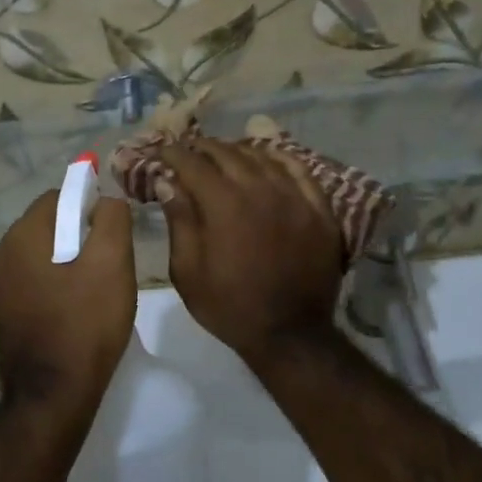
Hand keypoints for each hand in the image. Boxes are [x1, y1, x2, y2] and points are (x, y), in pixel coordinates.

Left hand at [0, 190, 135, 420]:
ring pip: (38, 256)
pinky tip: (72, 311)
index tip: (111, 236)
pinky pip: (30, 283)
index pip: (57, 197)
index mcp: (20, 237)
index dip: (88, 207)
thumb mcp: (112, 263)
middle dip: (77, 236)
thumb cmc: (86, 324)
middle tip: (107, 266)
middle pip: (46, 226)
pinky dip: (52, 286)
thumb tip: (105, 199)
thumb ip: (112, 218)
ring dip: (65, 262)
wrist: (53, 395)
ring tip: (92, 292)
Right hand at [157, 140, 344, 369]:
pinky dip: (278, 158)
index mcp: (224, 204)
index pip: (193, 163)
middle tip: (189, 151)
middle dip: (203, 148)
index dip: (174, 152)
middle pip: (228, 153)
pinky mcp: (319, 208)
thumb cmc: (229, 306)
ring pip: (263, 157)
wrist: (290, 333)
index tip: (162, 150)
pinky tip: (267, 158)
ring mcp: (294, 196)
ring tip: (223, 154)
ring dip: (237, 151)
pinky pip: (298, 169)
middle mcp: (260, 189)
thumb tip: (168, 181)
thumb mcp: (188, 271)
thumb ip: (179, 220)